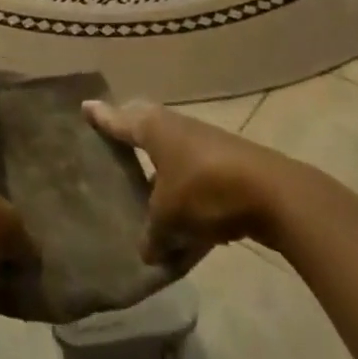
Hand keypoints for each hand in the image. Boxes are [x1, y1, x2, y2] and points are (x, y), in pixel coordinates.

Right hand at [84, 99, 280, 263]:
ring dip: (160, 181)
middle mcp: (175, 129)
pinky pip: (196, 190)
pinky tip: (183, 245)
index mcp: (153, 128)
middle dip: (130, 140)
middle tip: (110, 145)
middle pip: (145, 133)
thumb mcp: (168, 216)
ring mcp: (203, 148)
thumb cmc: (205, 189)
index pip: (119, 120)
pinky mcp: (226, 172)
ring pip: (172, 163)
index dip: (101, 118)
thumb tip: (146, 251)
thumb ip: (153, 233)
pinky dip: (187, 209)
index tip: (84, 107)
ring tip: (142, 198)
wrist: (272, 195)